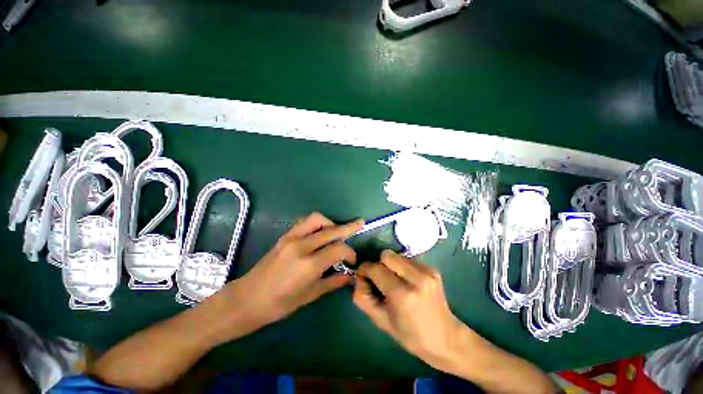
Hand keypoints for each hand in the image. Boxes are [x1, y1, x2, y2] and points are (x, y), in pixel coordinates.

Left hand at [220, 212, 363, 331]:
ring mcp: (291, 238)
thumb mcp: (309, 296)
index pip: (338, 249)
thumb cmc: (279, 304)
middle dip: (349, 227)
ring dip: (330, 223)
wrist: (247, 299)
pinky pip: (305, 222)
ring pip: (317, 219)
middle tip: (360, 224)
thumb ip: (333, 282)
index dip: (350, 252)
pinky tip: (320, 231)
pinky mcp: (285, 236)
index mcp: (309, 264)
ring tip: (337, 231)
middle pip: (331, 230)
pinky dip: (317, 223)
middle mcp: (302, 246)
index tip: (352, 260)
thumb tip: (350, 276)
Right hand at [354, 251, 471, 368]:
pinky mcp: (432, 269)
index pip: (375, 268)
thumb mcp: (380, 321)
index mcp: (402, 294)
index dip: (365, 270)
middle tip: (380, 280)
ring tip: (395, 281)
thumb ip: (363, 297)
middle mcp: (416, 278)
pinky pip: (408, 259)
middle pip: (386, 255)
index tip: (363, 277)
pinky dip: (402, 267)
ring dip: (391, 265)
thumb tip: (358, 277)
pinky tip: (407, 281)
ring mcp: (427, 271)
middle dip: (379, 264)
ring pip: (397, 255)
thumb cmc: (410, 335)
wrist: (445, 338)